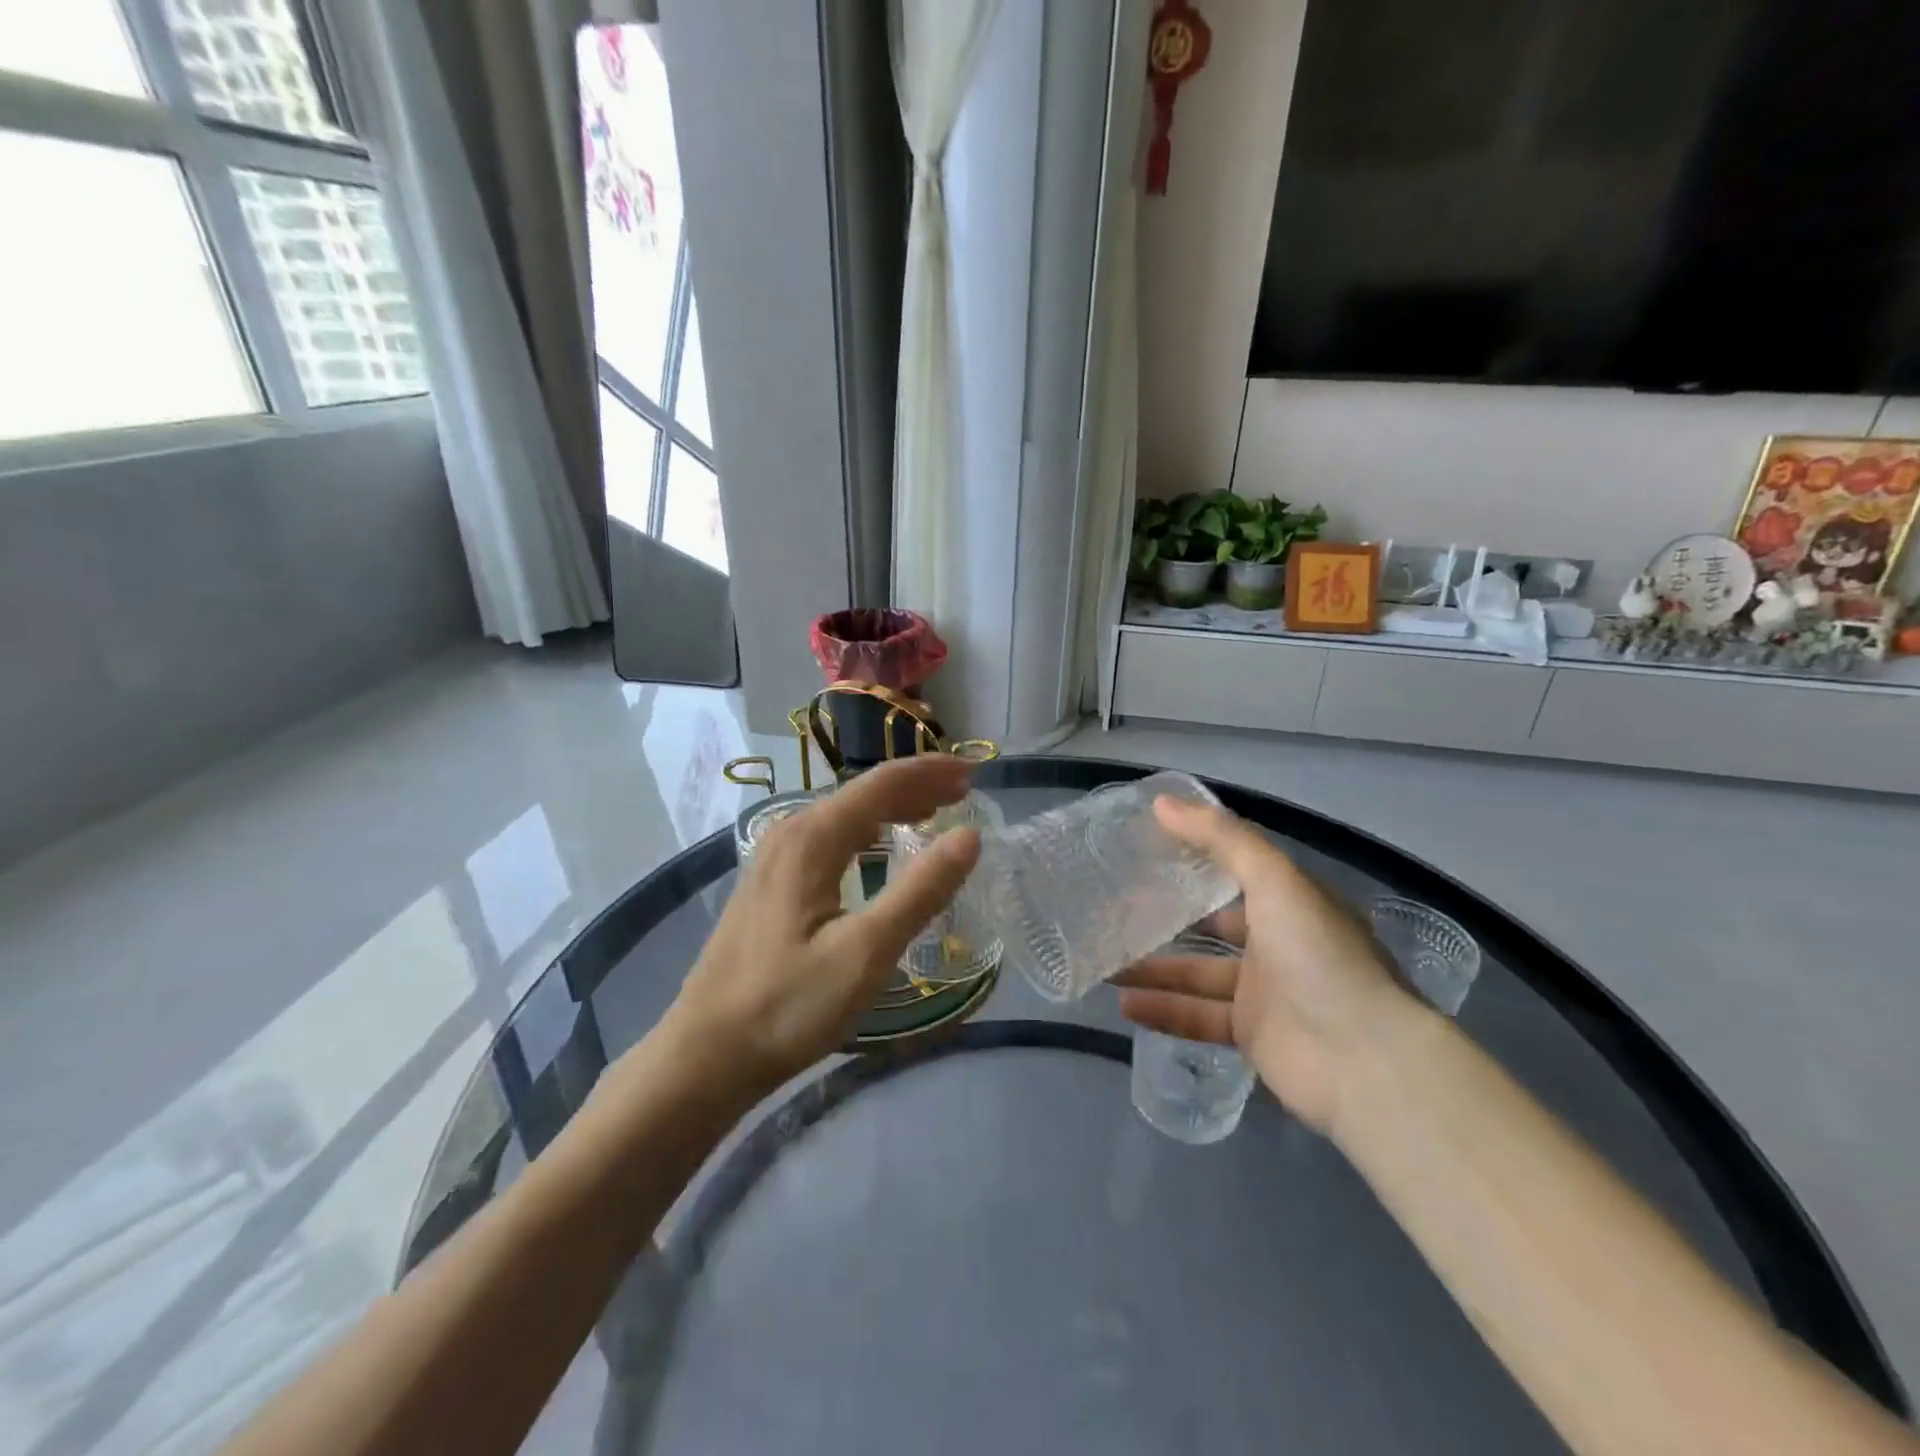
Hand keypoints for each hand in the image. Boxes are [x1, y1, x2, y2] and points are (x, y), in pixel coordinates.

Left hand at [666, 755, 981, 1097]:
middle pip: (862, 794)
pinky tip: (881, 848)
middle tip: (964, 792)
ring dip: (892, 808)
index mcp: (811, 838)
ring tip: (934, 811)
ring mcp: (774, 857)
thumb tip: (969, 836)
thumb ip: (920, 891)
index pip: (881, 784)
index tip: (974, 773)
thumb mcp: (866, 952)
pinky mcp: (769, 883)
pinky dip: (867, 832)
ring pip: (844, 815)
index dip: (930, 773)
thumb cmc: (789, 1005)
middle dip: (915, 786)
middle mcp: (789, 833)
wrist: (706, 1054)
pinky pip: (829, 837)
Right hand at [1116, 796, 1417, 1133]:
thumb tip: (1162, 803)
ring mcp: (1265, 992)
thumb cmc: (1318, 956)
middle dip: (1168, 918)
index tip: (1146, 848)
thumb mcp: (1274, 880)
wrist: (1362, 1061)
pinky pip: (1198, 1016)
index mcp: (1291, 902)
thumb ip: (1221, 838)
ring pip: (1197, 973)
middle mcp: (1279, 943)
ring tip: (1105, 961)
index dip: (1195, 858)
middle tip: (1117, 908)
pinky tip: (1123, 1004)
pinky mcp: (1252, 1035)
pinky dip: (1163, 1010)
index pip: (1236, 872)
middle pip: (1212, 925)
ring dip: (1154, 968)